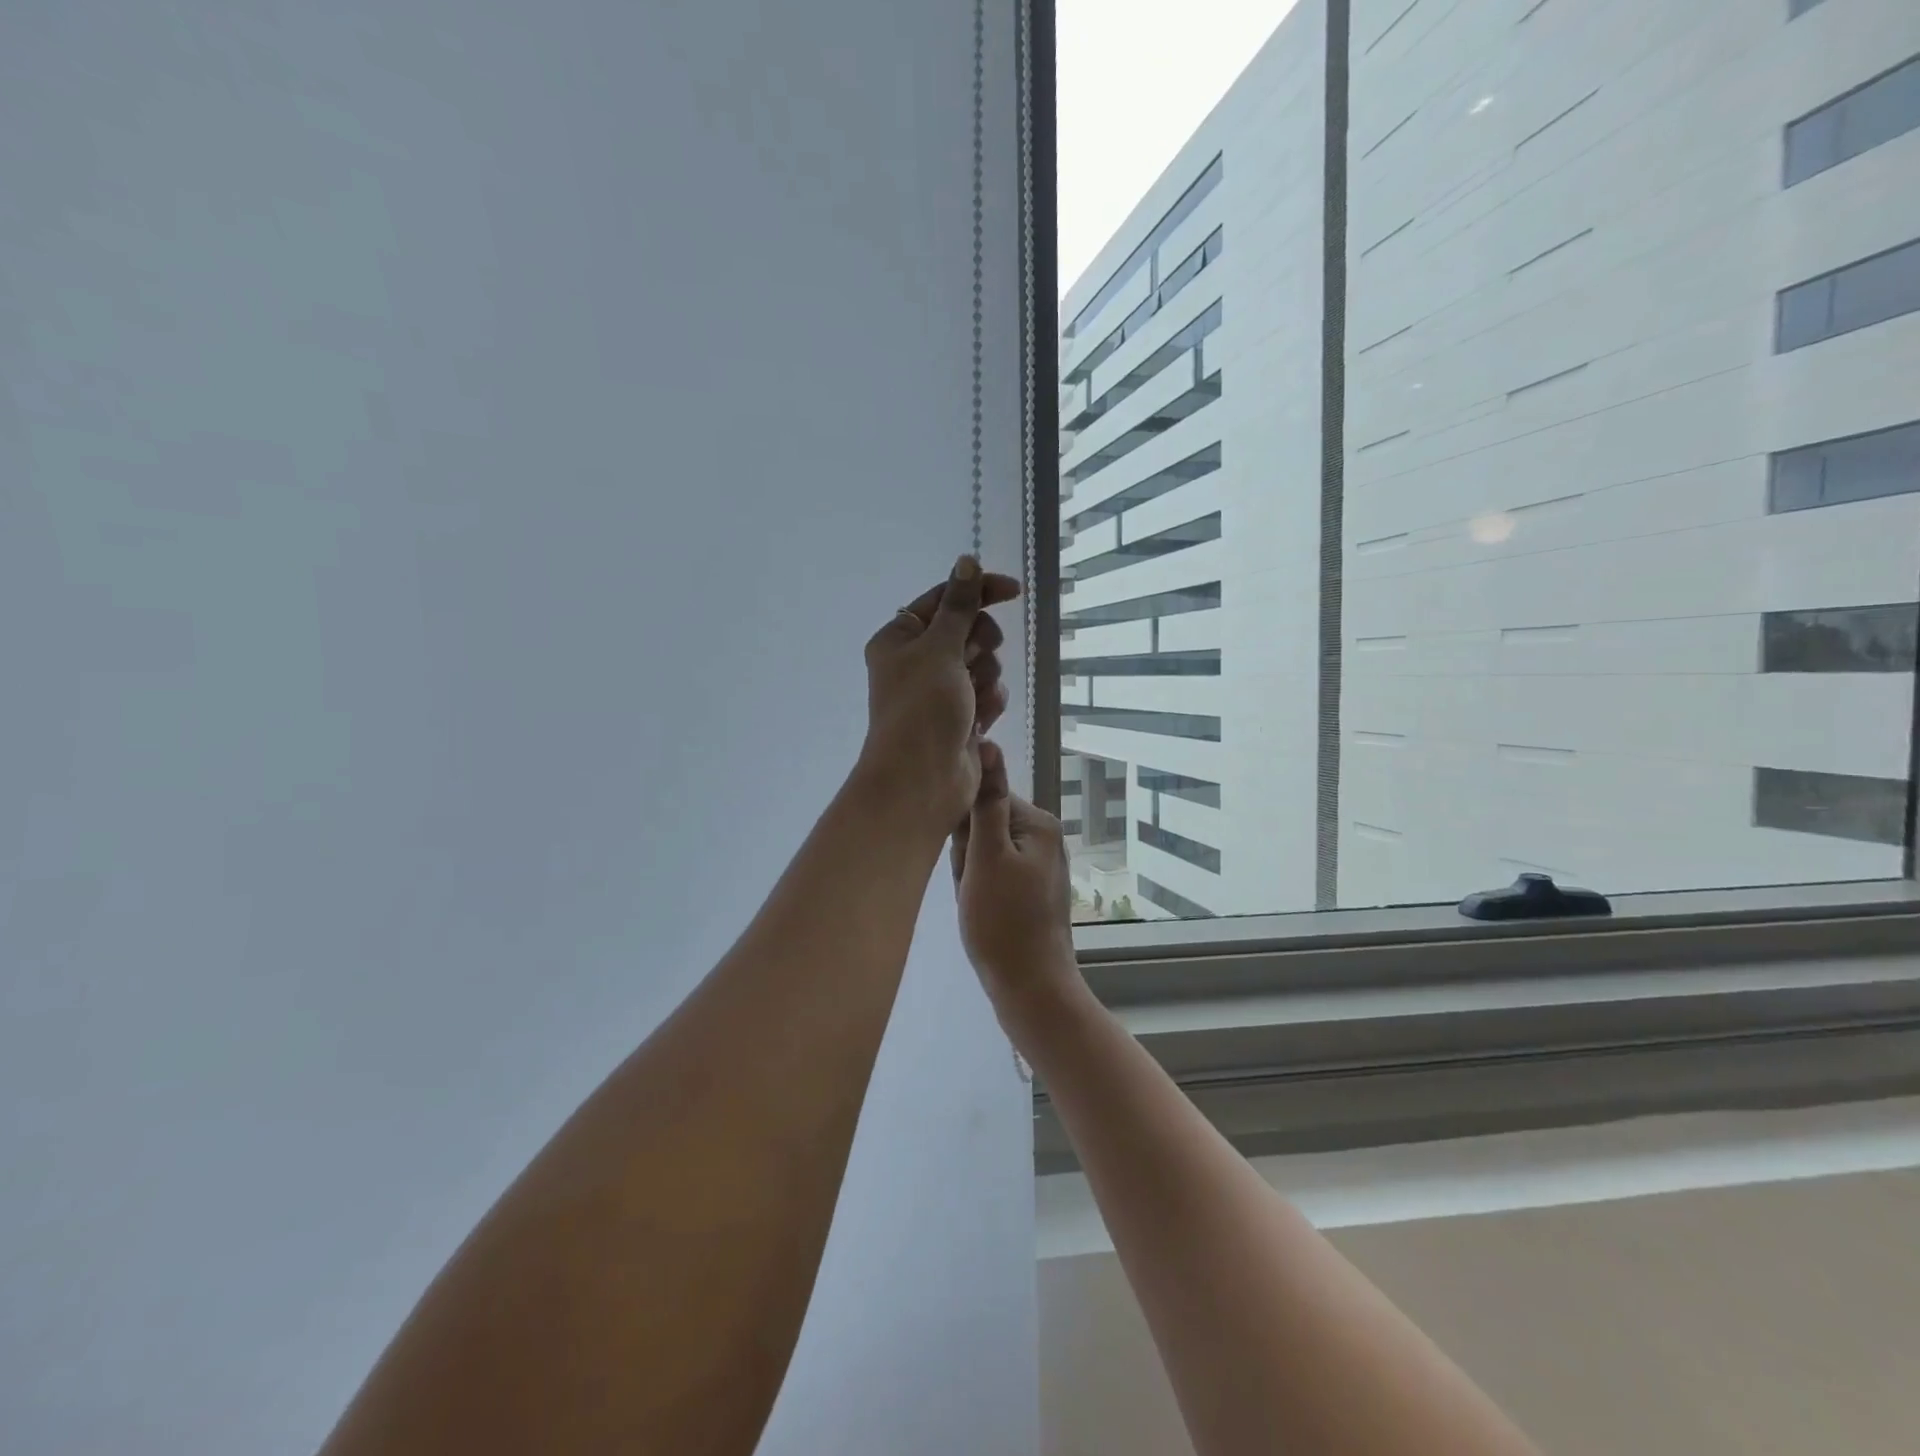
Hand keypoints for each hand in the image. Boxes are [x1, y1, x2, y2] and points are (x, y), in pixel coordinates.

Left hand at [858, 555, 1019, 830]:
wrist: (922, 780)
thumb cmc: (923, 708)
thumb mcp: (940, 647)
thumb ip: (959, 604)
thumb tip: (967, 559)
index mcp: (900, 638)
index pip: (945, 599)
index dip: (978, 592)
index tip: (1014, 590)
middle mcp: (917, 661)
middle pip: (968, 631)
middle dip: (979, 646)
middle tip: (971, 662)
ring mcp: (940, 691)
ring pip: (982, 664)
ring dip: (985, 678)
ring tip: (972, 701)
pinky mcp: (959, 717)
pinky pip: (986, 694)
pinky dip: (987, 704)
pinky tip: (979, 722)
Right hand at [951, 741, 1084, 1027]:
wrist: (1031, 988)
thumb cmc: (1003, 922)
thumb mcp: (986, 858)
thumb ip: (985, 801)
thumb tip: (987, 743)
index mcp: (1037, 822)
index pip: (983, 798)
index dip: (963, 829)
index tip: (963, 859)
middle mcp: (1043, 836)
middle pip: (984, 824)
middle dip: (966, 854)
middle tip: (971, 886)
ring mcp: (1039, 864)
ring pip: (984, 852)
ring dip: (970, 873)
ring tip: (976, 902)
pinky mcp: (1031, 888)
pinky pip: (994, 873)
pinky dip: (980, 889)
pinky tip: (981, 911)